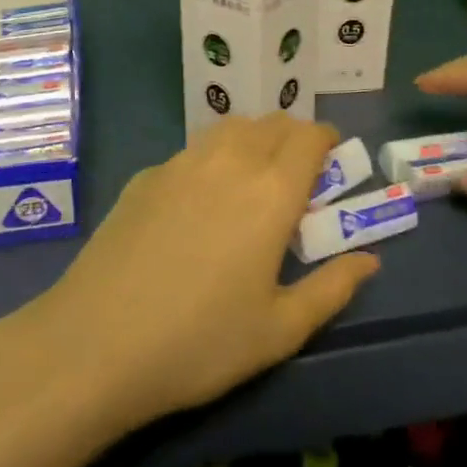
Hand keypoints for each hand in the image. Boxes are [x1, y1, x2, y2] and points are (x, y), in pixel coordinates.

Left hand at [10, 115, 379, 430]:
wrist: (96, 343)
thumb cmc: (200, 342)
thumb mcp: (280, 330)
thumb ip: (333, 288)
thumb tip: (370, 259)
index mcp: (271, 191)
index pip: (310, 137)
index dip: (327, 140)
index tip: (332, 161)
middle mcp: (230, 161)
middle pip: (272, 123)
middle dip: (294, 138)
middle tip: (297, 176)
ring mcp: (182, 163)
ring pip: (231, 128)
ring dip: (254, 139)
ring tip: (252, 179)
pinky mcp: (145, 175)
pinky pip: (193, 150)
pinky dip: (213, 158)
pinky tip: (200, 201)